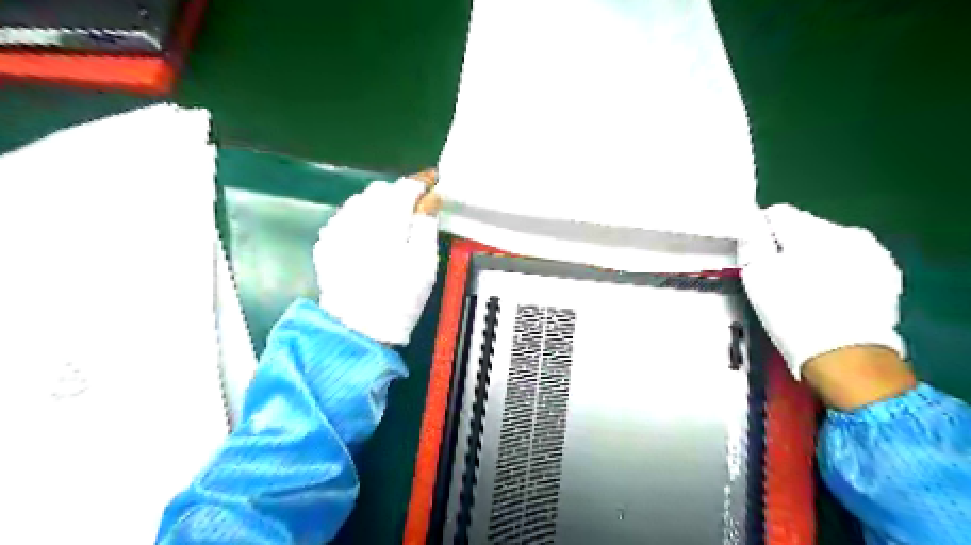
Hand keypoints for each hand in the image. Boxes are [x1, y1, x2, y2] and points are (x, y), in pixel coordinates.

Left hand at [314, 177, 439, 344]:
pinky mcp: (326, 241)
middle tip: (415, 210)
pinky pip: (346, 216)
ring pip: (361, 201)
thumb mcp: (425, 261)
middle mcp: (357, 217)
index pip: (405, 187)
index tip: (434, 182)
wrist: (359, 329)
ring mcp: (337, 228)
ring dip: (379, 204)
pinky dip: (361, 218)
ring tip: (392, 224)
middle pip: (381, 189)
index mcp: (386, 220)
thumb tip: (431, 196)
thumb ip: (427, 223)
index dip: (422, 182)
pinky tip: (369, 237)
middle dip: (399, 194)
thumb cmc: (400, 296)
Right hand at [745, 202, 910, 383]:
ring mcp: (871, 252)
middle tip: (779, 276)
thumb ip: (752, 243)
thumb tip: (751, 226)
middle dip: (790, 245)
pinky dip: (838, 270)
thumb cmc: (791, 312)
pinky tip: (831, 294)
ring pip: (829, 244)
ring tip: (806, 287)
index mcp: (809, 229)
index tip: (757, 255)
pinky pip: (852, 261)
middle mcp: (845, 231)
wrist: (845, 354)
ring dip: (815, 257)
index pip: (776, 213)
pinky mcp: (886, 274)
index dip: (761, 233)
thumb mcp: (756, 276)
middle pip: (805, 227)